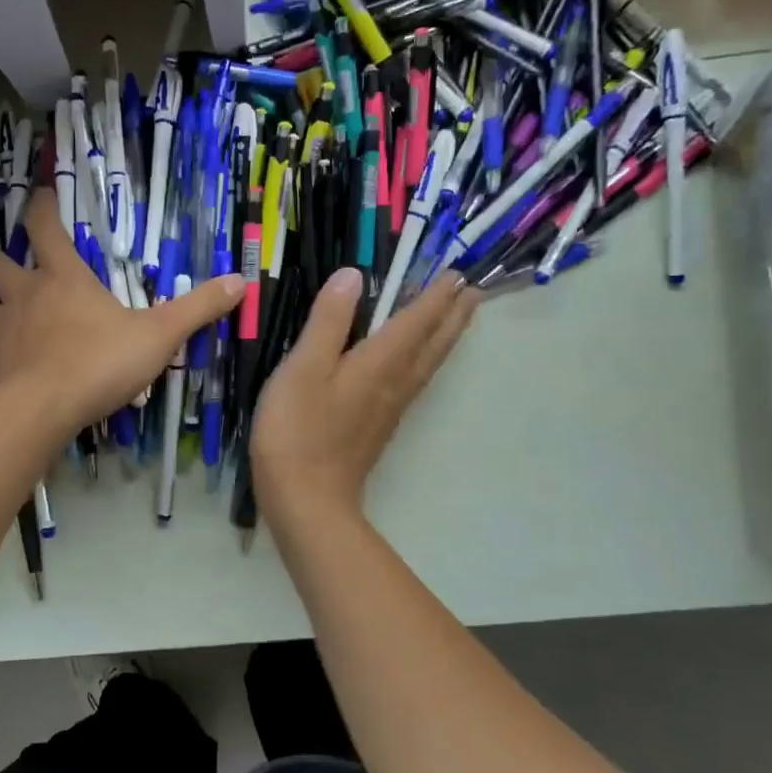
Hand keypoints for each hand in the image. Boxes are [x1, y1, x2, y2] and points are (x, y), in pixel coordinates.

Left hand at [0, 188, 243, 439]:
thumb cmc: (100, 363)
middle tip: (10, 265)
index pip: (44, 225)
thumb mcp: (159, 336)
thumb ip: (197, 309)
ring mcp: (0, 328)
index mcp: (63, 277)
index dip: (41, 204)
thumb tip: (241, 280)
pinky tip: (4, 357)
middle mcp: (23, 293)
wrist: (41, 410)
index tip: (40, 192)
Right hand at [251, 265, 478, 522]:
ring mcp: (390, 408)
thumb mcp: (303, 368)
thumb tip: (353, 275)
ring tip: (458, 318)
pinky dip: (426, 359)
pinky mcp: (379, 426)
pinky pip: (415, 380)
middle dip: (454, 314)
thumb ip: (328, 321)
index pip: (417, 319)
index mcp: (380, 362)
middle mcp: (395, 382)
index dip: (436, 294)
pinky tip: (416, 364)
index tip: (456, 271)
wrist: (307, 501)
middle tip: (473, 290)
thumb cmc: (298, 431)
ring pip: (428, 363)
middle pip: (434, 342)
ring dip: (446, 336)